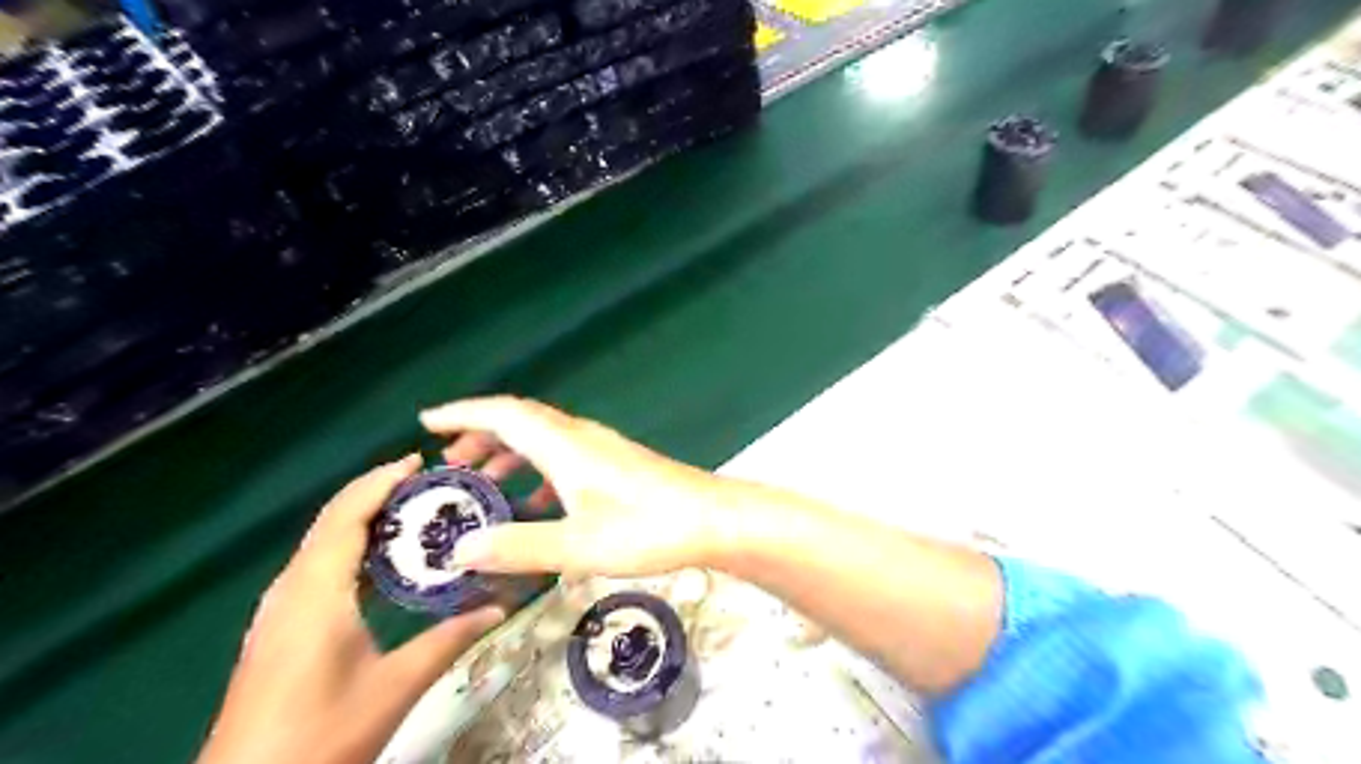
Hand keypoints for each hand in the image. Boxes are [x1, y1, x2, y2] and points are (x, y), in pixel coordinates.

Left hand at [201, 455, 500, 761]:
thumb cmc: (321, 735)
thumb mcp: (396, 686)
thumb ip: (450, 640)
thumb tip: (500, 608)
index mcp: (316, 591)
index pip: (347, 514)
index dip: (381, 481)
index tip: (421, 461)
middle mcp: (292, 589)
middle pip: (332, 521)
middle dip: (377, 493)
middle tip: (430, 485)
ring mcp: (281, 609)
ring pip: (323, 544)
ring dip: (365, 520)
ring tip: (415, 513)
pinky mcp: (281, 628)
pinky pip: (320, 568)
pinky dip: (354, 548)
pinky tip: (385, 564)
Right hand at [424, 397, 732, 576]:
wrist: (711, 519)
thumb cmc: (647, 529)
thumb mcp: (577, 545)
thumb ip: (518, 547)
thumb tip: (458, 551)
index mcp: (565, 445)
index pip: (504, 414)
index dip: (463, 413)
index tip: (426, 422)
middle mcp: (580, 438)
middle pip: (521, 422)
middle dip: (480, 435)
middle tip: (448, 463)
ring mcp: (601, 450)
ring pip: (542, 440)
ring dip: (508, 453)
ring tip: (482, 481)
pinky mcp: (615, 466)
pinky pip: (563, 458)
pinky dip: (537, 471)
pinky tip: (534, 503)